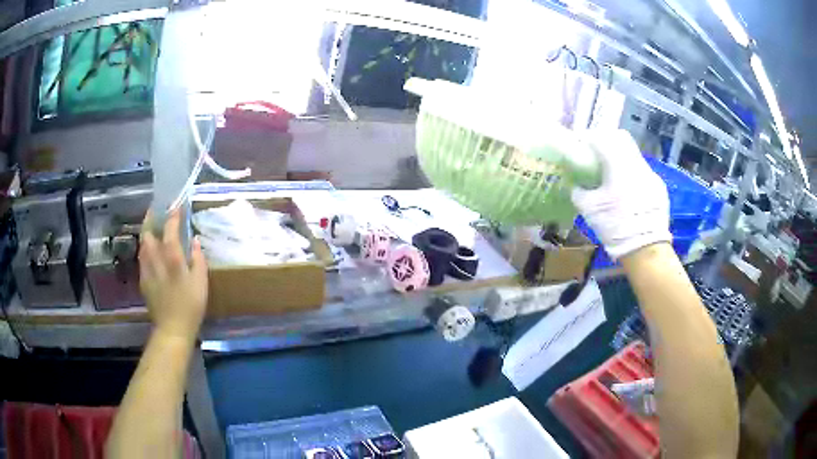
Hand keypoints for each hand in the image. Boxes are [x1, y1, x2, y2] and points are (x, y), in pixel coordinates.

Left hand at [139, 209, 207, 341]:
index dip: (173, 215)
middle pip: (147, 233)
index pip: (169, 229)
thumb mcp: (201, 283)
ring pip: (142, 245)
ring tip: (152, 230)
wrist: (172, 329)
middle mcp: (155, 259)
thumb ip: (198, 259)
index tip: (176, 205)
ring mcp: (146, 270)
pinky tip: (150, 253)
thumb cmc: (190, 306)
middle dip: (150, 219)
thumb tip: (194, 241)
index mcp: (172, 258)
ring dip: (147, 234)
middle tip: (155, 211)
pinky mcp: (143, 280)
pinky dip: (146, 250)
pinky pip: (142, 258)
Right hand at [572, 129, 671, 259]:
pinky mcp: (659, 187)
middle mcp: (637, 163)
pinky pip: (643, 173)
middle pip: (621, 138)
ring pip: (633, 156)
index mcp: (619, 164)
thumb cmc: (616, 226)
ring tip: (613, 177)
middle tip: (597, 156)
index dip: (588, 138)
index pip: (601, 137)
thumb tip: (575, 184)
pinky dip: (632, 175)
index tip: (581, 146)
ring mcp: (651, 175)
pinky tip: (628, 193)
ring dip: (621, 159)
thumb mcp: (590, 210)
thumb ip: (578, 191)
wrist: (646, 250)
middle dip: (607, 142)